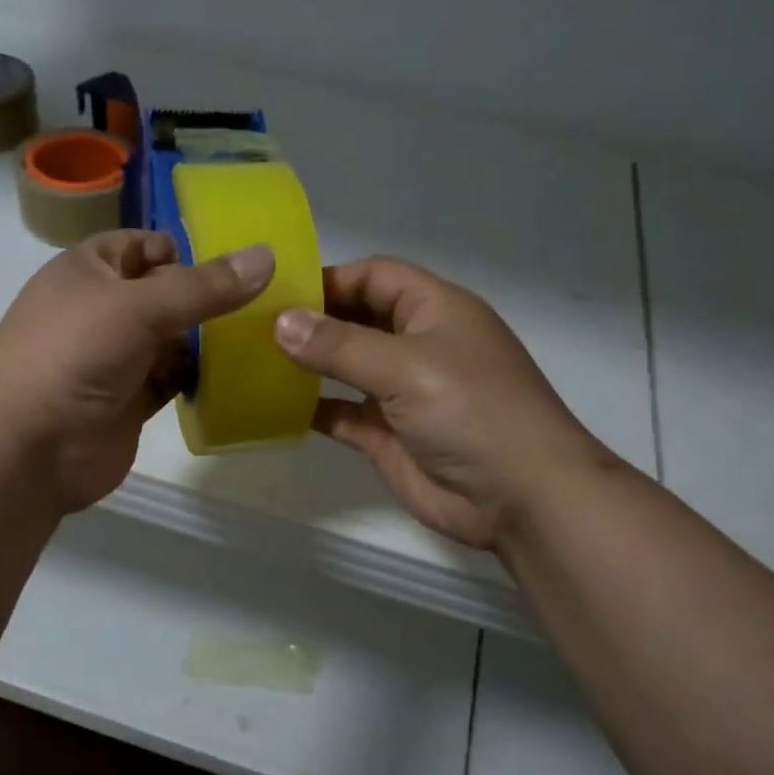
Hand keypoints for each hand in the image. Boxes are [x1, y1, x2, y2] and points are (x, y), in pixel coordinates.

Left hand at [0, 231, 274, 512]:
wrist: (28, 449)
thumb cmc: (74, 355)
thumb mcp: (138, 307)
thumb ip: (203, 287)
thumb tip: (267, 256)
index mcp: (89, 270)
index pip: (143, 245)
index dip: (185, 250)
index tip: (239, 265)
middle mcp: (102, 310)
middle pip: (164, 294)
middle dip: (207, 298)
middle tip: (269, 302)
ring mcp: (116, 359)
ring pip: (172, 340)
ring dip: (208, 341)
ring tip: (264, 337)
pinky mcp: (130, 402)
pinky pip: (172, 381)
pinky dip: (199, 379)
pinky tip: (238, 377)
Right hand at [273, 257, 613, 549]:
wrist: (520, 498)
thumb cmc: (471, 412)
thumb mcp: (406, 366)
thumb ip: (339, 345)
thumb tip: (281, 323)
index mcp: (434, 309)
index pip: (375, 276)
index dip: (329, 278)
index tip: (276, 292)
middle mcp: (417, 344)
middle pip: (357, 318)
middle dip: (312, 320)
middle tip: (253, 325)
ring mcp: (402, 392)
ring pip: (346, 366)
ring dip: (308, 364)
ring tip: (255, 360)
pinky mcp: (388, 435)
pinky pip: (343, 412)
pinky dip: (314, 408)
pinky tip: (275, 407)